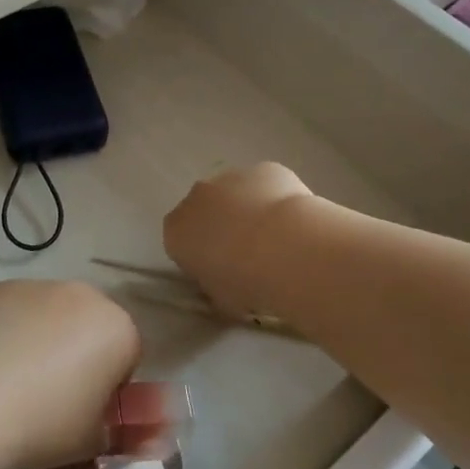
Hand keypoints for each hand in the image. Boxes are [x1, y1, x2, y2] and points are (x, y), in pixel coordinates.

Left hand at [0, 280, 141, 468]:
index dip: (108, 391)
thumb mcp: (94, 442)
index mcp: (118, 328)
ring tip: (12, 384)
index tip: (84, 416)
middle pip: (90, 329)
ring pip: (52, 318)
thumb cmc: (44, 422)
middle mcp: (83, 295)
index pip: (128, 358)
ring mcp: (37, 286)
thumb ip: (130, 437)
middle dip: (78, 359)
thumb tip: (155, 440)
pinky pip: (15, 313)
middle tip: (50, 400)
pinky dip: (9, 332)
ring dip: (44, 342)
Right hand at [163, 163, 314, 320]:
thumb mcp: (221, 299)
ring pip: (235, 193)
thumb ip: (215, 286)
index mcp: (176, 230)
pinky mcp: (262, 169)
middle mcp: (196, 197)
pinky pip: (265, 184)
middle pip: (204, 210)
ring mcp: (229, 177)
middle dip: (220, 226)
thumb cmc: (246, 282)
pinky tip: (293, 220)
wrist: (287, 249)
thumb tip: (224, 283)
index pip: (179, 241)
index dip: (199, 255)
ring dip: (247, 209)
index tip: (219, 271)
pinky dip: (275, 198)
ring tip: (275, 238)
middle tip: (247, 254)